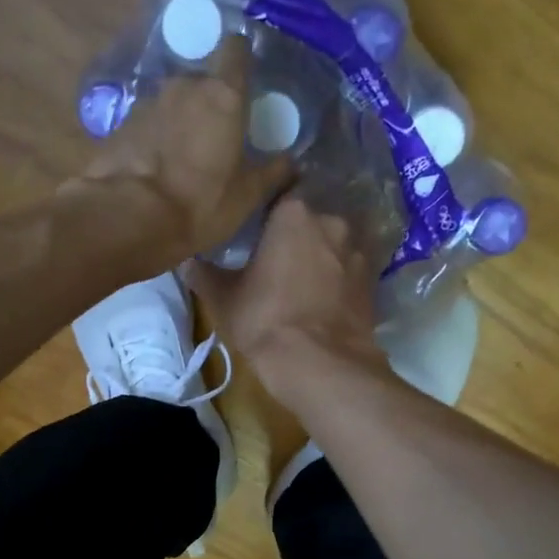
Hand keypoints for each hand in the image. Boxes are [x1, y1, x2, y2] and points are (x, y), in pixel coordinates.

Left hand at [70, 36, 290, 262]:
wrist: (128, 218)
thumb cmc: (199, 204)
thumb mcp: (246, 196)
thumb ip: (272, 173)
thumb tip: (291, 162)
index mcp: (223, 96)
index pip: (236, 50)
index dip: (241, 58)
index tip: (244, 77)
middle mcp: (184, 86)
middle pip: (202, 81)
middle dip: (209, 101)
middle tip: (216, 136)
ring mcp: (148, 102)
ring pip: (173, 102)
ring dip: (180, 121)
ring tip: (183, 157)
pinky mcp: (121, 124)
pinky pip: (148, 123)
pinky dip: (155, 138)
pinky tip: (156, 167)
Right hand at [186, 195, 388, 403]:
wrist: (321, 364)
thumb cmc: (265, 321)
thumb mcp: (223, 299)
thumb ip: (203, 274)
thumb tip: (185, 261)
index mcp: (293, 213)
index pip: (278, 194)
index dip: (266, 214)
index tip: (255, 233)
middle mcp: (332, 221)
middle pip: (310, 220)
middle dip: (296, 237)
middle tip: (276, 262)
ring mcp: (358, 251)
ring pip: (333, 246)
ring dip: (320, 258)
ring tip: (302, 284)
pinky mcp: (373, 282)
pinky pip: (348, 272)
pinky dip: (338, 281)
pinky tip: (323, 301)